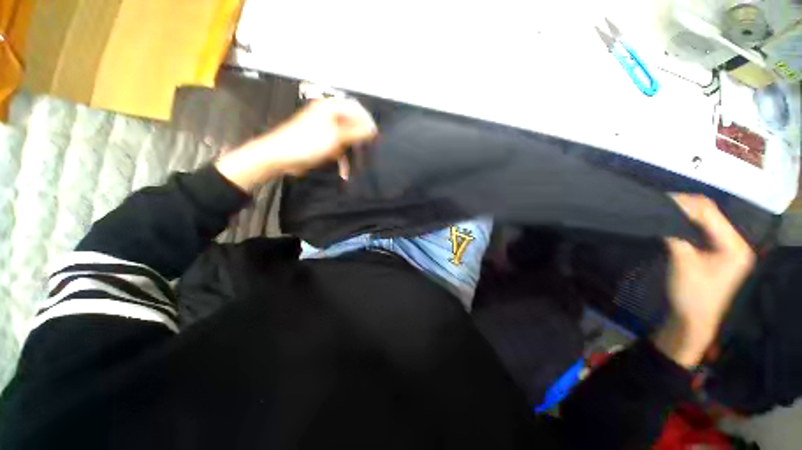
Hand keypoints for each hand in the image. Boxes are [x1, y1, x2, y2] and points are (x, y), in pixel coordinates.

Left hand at [215, 98, 376, 190]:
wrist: (280, 157)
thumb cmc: (306, 144)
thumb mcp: (335, 137)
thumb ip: (355, 132)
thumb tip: (372, 129)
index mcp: (330, 108)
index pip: (356, 108)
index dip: (367, 121)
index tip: (375, 136)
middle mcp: (329, 116)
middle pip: (353, 124)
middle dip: (360, 139)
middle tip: (367, 151)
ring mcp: (326, 130)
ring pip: (347, 139)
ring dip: (351, 152)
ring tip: (357, 163)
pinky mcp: (323, 143)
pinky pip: (338, 149)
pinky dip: (342, 159)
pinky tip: (344, 172)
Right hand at [653, 194, 754, 367]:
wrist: (694, 320)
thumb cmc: (692, 294)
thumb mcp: (683, 263)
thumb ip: (676, 236)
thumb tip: (663, 217)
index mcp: (734, 246)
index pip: (710, 214)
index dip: (686, 204)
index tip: (661, 199)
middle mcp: (736, 243)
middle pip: (711, 215)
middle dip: (686, 208)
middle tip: (661, 204)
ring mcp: (728, 248)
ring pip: (706, 221)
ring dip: (686, 215)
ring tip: (664, 211)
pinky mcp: (718, 253)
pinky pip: (703, 231)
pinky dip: (687, 225)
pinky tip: (673, 223)